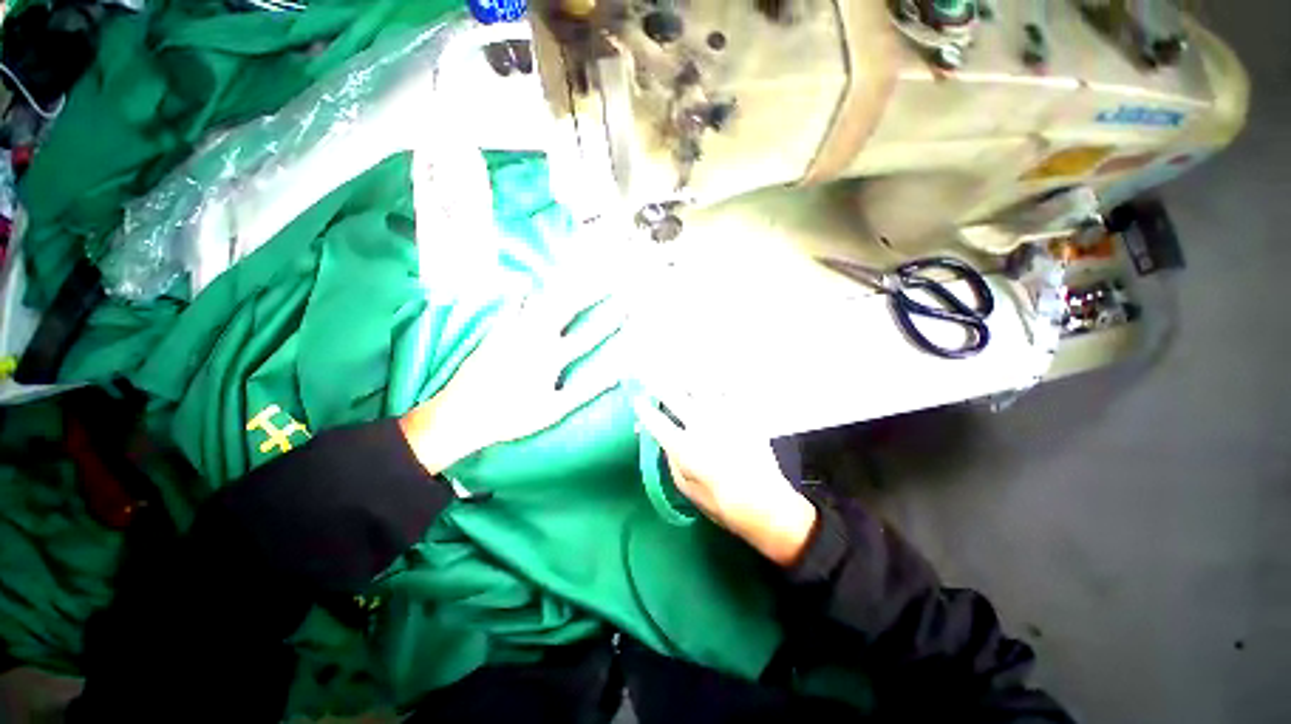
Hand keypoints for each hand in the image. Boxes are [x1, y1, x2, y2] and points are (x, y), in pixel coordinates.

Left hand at [400, 280, 623, 474]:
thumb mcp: (554, 409)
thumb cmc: (512, 415)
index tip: (627, 306)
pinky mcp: (497, 331)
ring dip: (562, 286)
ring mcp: (514, 331)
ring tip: (577, 272)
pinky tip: (525, 283)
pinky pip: (512, 305)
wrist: (461, 413)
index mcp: (551, 358)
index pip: (588, 336)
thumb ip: (586, 391)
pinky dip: (522, 293)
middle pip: (566, 307)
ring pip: (541, 300)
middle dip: (589, 290)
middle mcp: (534, 337)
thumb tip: (615, 376)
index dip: (609, 320)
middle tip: (606, 276)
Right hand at [632, 391, 816, 566]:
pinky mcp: (744, 415)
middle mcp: (702, 427)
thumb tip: (663, 440)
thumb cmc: (721, 503)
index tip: (637, 401)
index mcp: (685, 448)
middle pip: (675, 397)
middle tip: (650, 375)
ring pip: (702, 387)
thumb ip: (671, 461)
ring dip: (687, 379)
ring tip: (680, 374)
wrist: (766, 505)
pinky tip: (713, 381)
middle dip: (659, 385)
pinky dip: (719, 383)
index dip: (644, 410)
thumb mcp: (687, 489)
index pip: (657, 422)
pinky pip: (730, 390)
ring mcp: (725, 417)